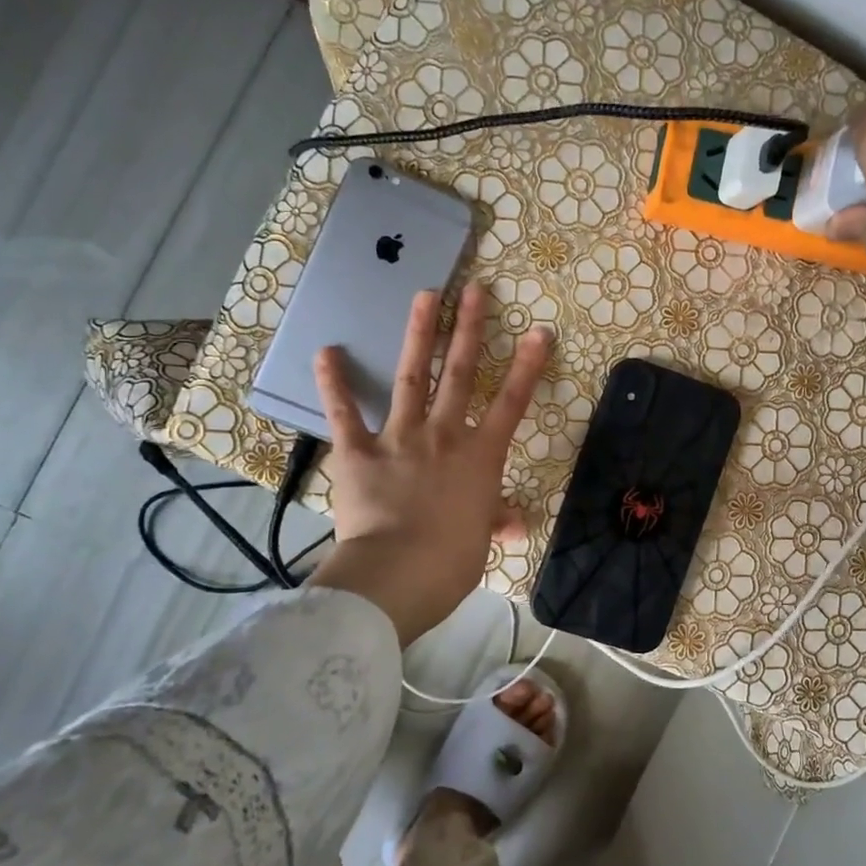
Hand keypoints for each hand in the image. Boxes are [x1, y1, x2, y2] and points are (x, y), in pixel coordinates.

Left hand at [308, 282, 550, 643]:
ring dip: (418, 335)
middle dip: (469, 329)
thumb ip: (495, 520)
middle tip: (473, 290)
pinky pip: (344, 414)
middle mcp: (444, 435)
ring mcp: (400, 438)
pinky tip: (327, 351)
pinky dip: (334, 384)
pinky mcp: (358, 452)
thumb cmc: (451, 560)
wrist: (399, 574)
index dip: (527, 366)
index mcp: (480, 456)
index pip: (511, 402)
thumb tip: (514, 525)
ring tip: (424, 296)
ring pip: (411, 378)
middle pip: (460, 374)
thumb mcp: (481, 540)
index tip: (539, 331)